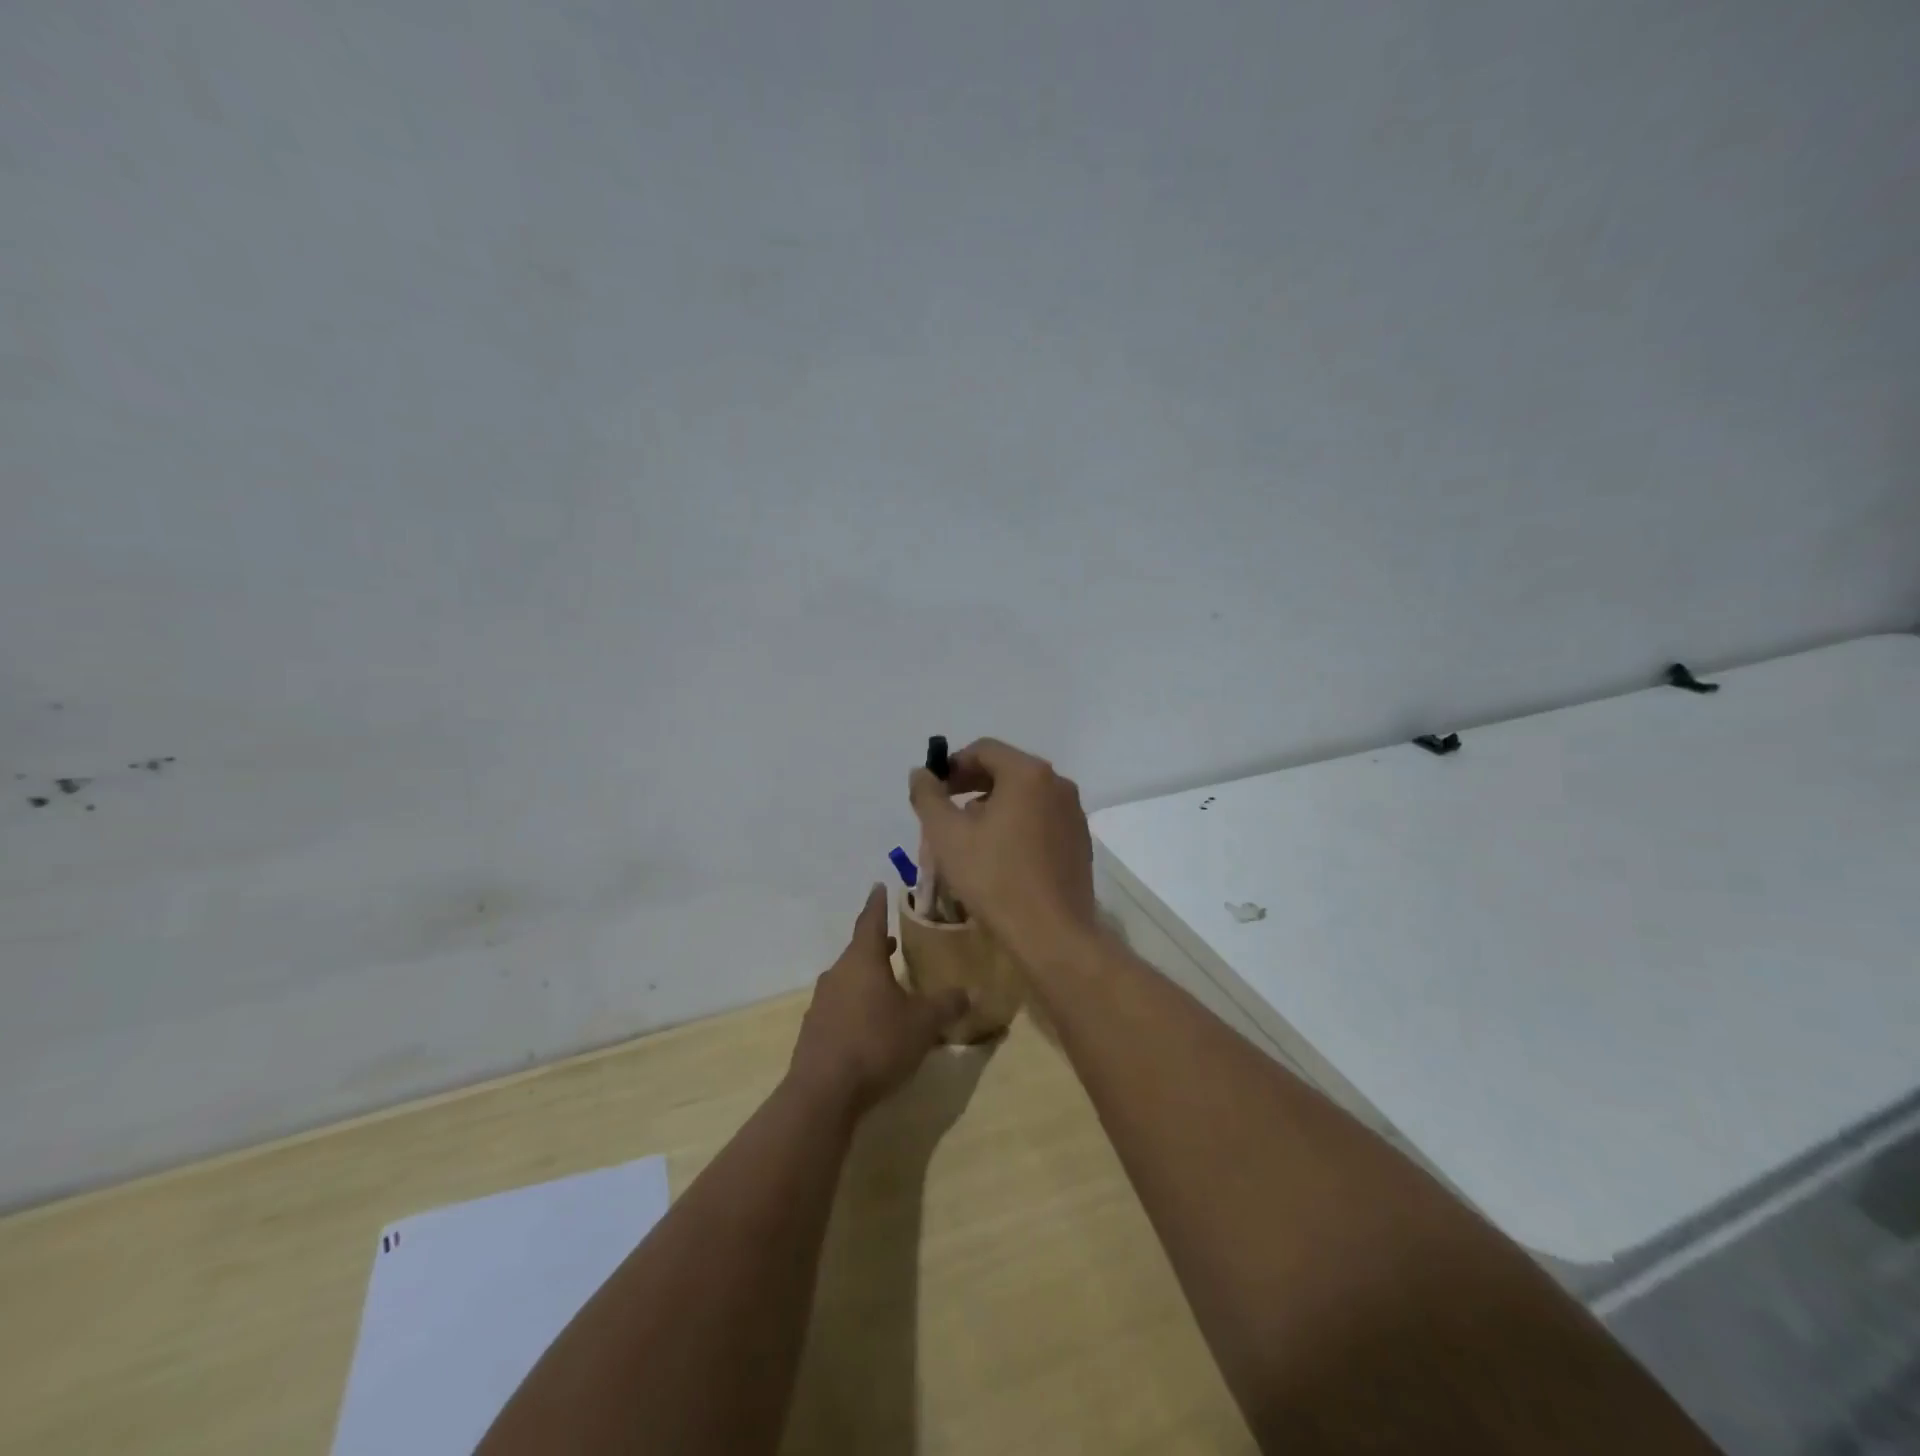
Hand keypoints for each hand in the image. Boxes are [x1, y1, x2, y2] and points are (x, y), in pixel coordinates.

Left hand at [788, 885, 970, 1114]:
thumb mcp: (923, 1024)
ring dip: (866, 977)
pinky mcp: (814, 1031)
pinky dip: (856, 1005)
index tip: (879, 886)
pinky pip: (839, 1007)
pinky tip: (870, 1024)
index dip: (878, 903)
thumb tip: (971, 991)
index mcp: (862, 960)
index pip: (871, 920)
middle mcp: (838, 973)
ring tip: (887, 983)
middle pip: (858, 951)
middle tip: (893, 940)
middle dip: (876, 945)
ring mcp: (821, 1003)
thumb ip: (947, 1005)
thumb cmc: (876, 1043)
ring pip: (848, 979)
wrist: (823, 1093)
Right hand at [908, 737, 1097, 955]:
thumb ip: (928, 796)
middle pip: (1007, 770)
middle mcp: (1057, 784)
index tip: (934, 791)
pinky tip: (1000, 856)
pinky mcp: (1080, 841)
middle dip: (971, 785)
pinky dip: (1017, 824)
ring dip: (993, 806)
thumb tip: (921, 773)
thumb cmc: (995, 878)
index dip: (952, 765)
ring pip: (1025, 796)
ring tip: (969, 836)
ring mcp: (1074, 813)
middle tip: (945, 812)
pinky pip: (1042, 819)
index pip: (984, 750)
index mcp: (1028, 774)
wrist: (1053, 934)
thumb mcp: (947, 835)